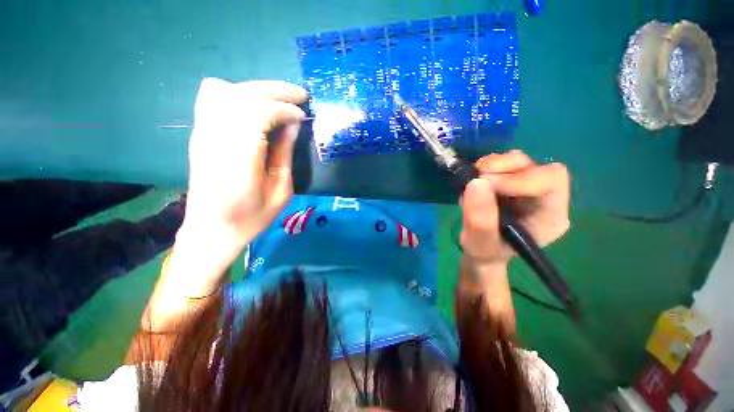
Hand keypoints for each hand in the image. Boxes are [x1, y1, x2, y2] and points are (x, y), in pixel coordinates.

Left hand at [182, 78, 307, 248]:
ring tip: (280, 99)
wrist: (212, 228)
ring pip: (225, 90)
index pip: (257, 114)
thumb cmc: (252, 217)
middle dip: (275, 91)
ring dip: (257, 90)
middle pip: (242, 95)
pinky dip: (236, 92)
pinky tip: (253, 104)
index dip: (284, 109)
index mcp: (238, 161)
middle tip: (300, 96)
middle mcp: (215, 140)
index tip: (302, 116)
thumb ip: (285, 154)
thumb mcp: (280, 191)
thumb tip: (294, 124)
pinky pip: (211, 97)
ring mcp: (202, 134)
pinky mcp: (199, 133)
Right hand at [460, 150, 570, 265]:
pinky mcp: (511, 180)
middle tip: (475, 181)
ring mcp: (528, 186)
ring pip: (518, 160)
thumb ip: (480, 219)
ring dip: (492, 166)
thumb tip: (476, 182)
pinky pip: (502, 162)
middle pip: (535, 166)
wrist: (482, 248)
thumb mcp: (480, 243)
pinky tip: (475, 181)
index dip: (519, 178)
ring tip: (473, 182)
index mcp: (550, 216)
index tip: (485, 184)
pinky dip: (486, 167)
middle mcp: (545, 197)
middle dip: (503, 169)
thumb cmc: (486, 251)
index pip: (551, 181)